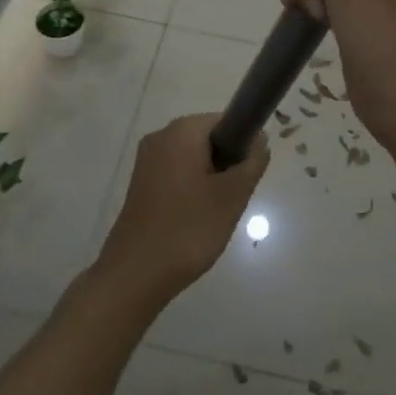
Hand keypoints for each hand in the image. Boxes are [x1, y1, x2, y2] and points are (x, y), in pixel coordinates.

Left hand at [94, 114, 269, 306]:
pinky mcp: (140, 182)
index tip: (247, 175)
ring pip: (193, 158)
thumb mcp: (232, 196)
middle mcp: (161, 136)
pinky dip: (191, 189)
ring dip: (210, 179)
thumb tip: (259, 140)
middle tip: (233, 198)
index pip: (225, 120)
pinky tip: (195, 218)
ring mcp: (147, 160)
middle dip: (226, 164)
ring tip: (215, 212)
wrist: (136, 273)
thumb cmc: (189, 229)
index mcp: (182, 131)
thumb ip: (252, 162)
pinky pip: (176, 173)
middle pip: (208, 138)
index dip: (243, 143)